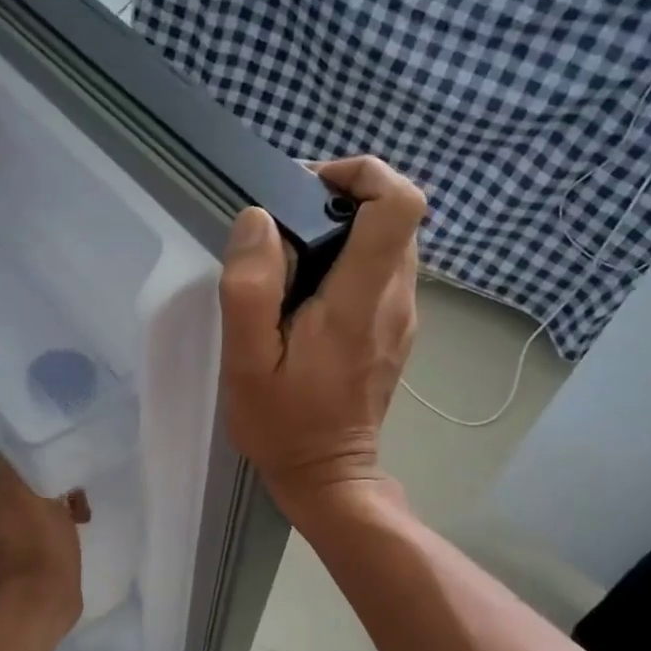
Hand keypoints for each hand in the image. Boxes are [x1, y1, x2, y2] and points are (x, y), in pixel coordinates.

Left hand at [0, 455, 87, 635]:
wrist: (42, 601)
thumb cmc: (41, 543)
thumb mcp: (29, 492)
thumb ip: (15, 466)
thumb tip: (9, 454)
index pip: (14, 469)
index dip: (39, 469)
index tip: (62, 479)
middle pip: (23, 492)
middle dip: (48, 494)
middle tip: (76, 503)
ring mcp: (0, 544)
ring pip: (31, 516)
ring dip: (51, 516)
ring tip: (76, 526)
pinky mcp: (16, 567)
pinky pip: (36, 539)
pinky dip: (49, 538)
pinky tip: (68, 544)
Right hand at [219, 155, 423, 524]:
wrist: (328, 476)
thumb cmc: (284, 424)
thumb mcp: (248, 362)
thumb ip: (251, 288)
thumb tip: (260, 221)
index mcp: (362, 300)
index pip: (400, 202)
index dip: (362, 174)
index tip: (308, 189)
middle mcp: (396, 299)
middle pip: (395, 215)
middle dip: (343, 200)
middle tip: (285, 228)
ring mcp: (402, 316)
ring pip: (390, 242)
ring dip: (345, 231)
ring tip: (291, 262)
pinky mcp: (396, 331)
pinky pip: (382, 272)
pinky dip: (350, 261)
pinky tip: (308, 295)